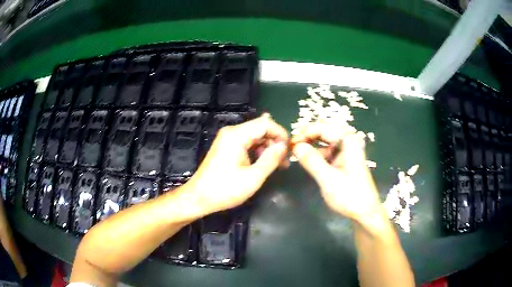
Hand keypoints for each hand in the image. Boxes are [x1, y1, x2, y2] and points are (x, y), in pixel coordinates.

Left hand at [188, 114, 287, 214]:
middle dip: (275, 142)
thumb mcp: (253, 177)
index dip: (281, 134)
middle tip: (285, 161)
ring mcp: (227, 139)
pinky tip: (263, 164)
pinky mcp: (226, 147)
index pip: (265, 124)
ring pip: (255, 136)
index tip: (290, 149)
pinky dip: (257, 151)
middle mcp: (232, 132)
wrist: (198, 198)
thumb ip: (271, 159)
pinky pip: (247, 143)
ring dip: (267, 148)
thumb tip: (284, 145)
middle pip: (260, 128)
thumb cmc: (225, 189)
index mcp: (237, 135)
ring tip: (277, 165)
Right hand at [291, 123, 383, 223]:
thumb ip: (312, 161)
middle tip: (292, 146)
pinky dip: (316, 154)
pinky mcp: (343, 162)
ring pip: (325, 142)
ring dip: (311, 145)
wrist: (365, 213)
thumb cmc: (350, 196)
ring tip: (296, 153)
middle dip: (308, 136)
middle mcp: (348, 144)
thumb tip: (295, 146)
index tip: (291, 143)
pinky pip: (327, 153)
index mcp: (348, 143)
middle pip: (325, 132)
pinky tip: (307, 161)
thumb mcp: (328, 179)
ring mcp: (346, 153)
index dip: (306, 132)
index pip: (324, 128)